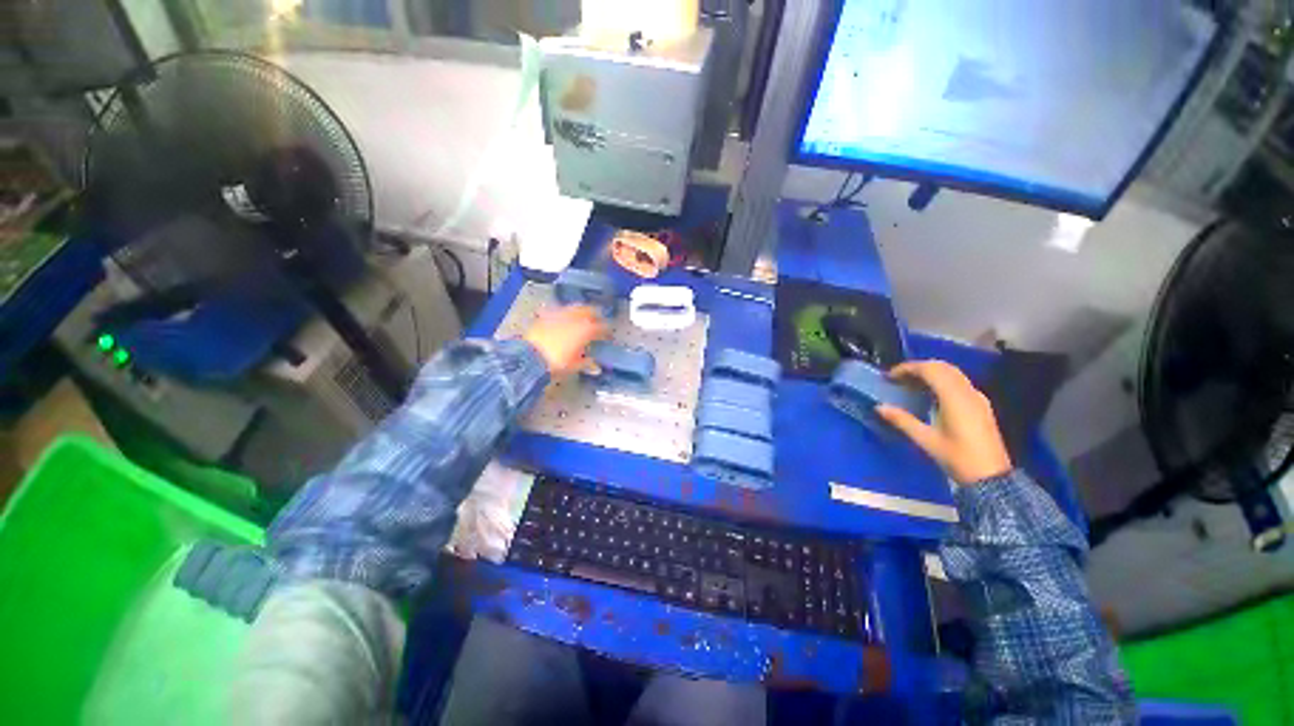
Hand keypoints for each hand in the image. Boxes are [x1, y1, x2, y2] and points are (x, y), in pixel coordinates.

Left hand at [523, 306, 607, 376]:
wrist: (529, 358)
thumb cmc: (556, 363)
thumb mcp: (575, 365)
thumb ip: (587, 363)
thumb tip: (595, 366)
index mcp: (586, 329)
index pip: (602, 327)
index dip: (606, 331)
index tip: (608, 335)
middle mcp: (575, 318)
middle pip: (590, 311)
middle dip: (595, 316)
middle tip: (597, 322)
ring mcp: (559, 314)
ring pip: (575, 308)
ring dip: (581, 311)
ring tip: (582, 318)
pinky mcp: (545, 315)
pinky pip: (559, 310)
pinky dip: (564, 314)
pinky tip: (563, 319)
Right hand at [875, 360, 1011, 484]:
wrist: (991, 477)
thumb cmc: (957, 458)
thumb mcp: (926, 440)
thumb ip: (902, 420)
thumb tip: (879, 407)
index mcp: (954, 398)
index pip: (930, 370)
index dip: (908, 368)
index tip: (890, 376)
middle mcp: (968, 392)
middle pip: (942, 367)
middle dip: (918, 367)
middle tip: (898, 378)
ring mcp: (977, 398)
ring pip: (952, 372)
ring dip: (930, 372)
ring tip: (910, 383)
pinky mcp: (981, 405)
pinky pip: (959, 382)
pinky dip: (941, 380)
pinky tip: (930, 394)